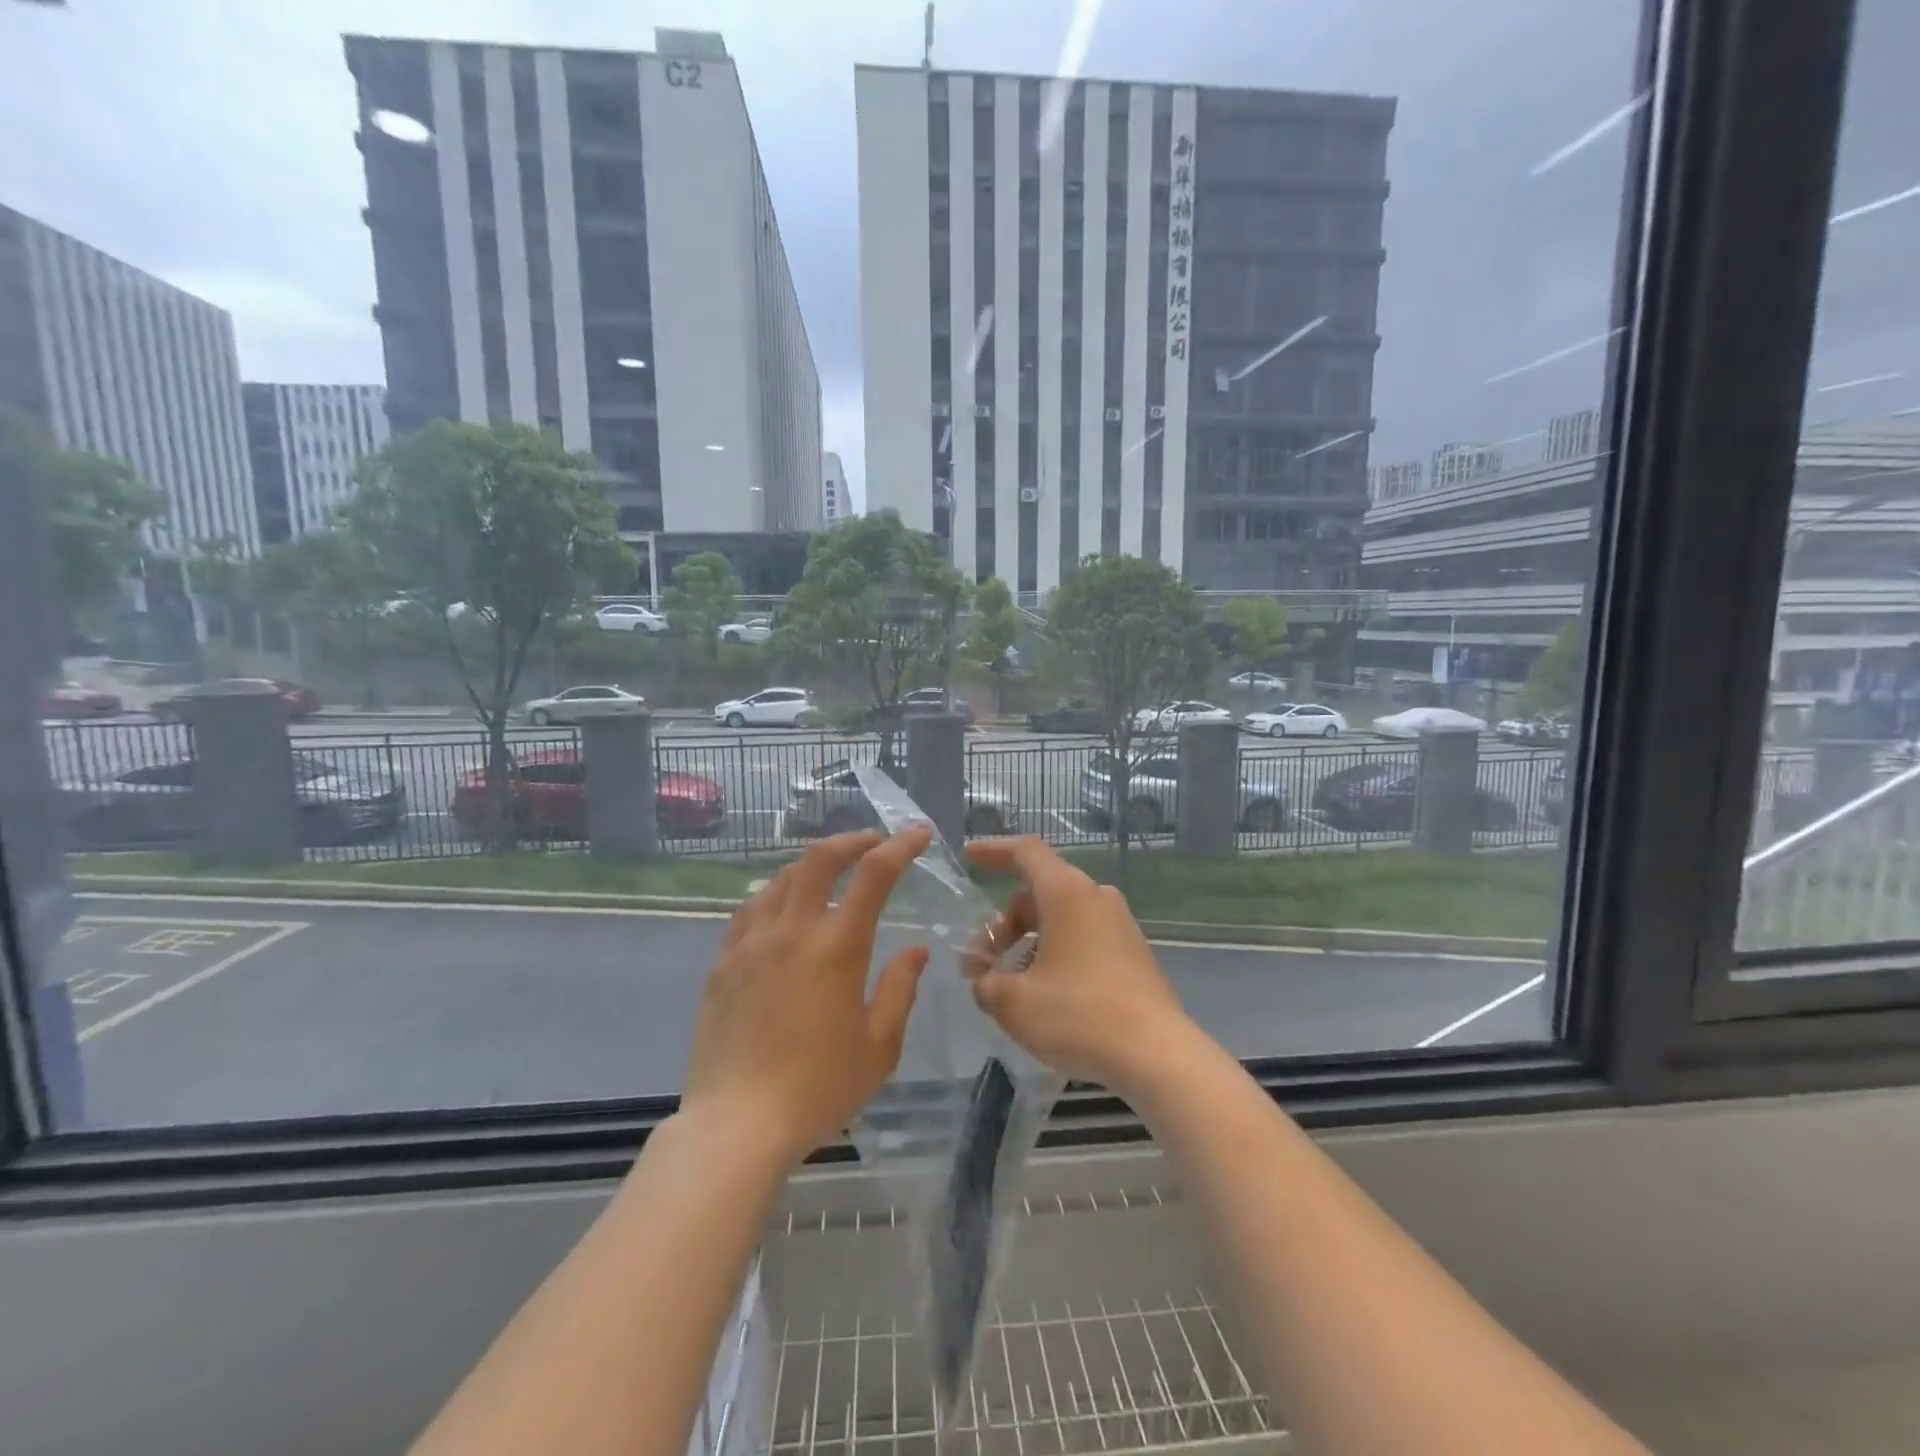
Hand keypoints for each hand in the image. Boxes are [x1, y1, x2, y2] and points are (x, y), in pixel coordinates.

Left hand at [683, 826, 932, 1162]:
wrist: (736, 1124)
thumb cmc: (819, 1087)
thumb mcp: (879, 1046)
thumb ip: (899, 990)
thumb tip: (916, 951)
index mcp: (837, 947)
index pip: (874, 874)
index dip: (900, 846)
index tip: (918, 835)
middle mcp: (792, 931)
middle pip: (819, 858)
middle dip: (851, 839)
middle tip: (872, 841)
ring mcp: (751, 943)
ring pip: (782, 878)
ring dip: (813, 865)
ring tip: (830, 873)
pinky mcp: (723, 962)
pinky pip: (751, 909)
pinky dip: (776, 894)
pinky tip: (782, 909)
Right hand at [962, 837, 1193, 1091]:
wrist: (1157, 1054)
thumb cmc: (1078, 1015)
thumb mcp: (1013, 1002)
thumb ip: (986, 981)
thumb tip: (984, 977)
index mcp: (1067, 893)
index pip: (1026, 853)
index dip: (994, 850)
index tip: (969, 856)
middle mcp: (1096, 898)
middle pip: (1039, 892)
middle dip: (1004, 923)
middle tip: (981, 963)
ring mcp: (1119, 924)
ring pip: (1062, 917)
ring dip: (1028, 941)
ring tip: (1010, 985)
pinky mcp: (1133, 953)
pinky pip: (1083, 937)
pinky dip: (1056, 952)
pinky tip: (1045, 993)